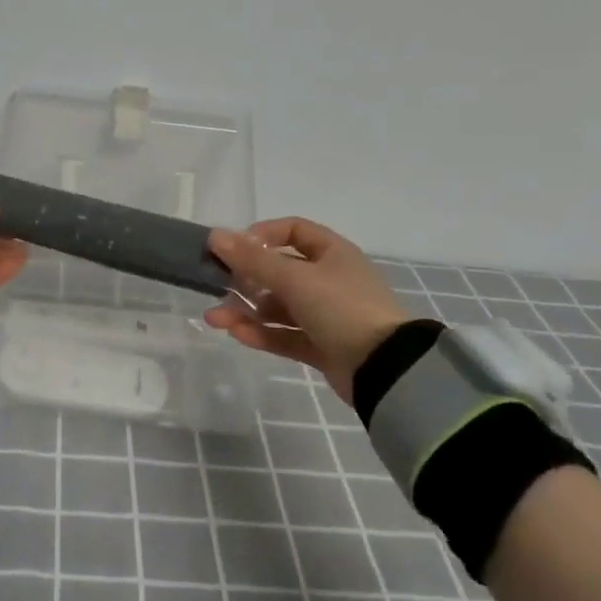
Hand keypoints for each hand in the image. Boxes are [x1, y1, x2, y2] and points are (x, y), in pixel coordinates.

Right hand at [203, 217, 409, 402]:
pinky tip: (236, 334)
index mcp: (331, 253)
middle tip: (217, 287)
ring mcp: (326, 315)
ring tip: (215, 318)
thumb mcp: (294, 279)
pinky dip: (262, 334)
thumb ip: (252, 260)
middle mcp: (329, 280)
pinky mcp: (322, 347)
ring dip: (247, 311)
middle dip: (245, 280)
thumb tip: (215, 235)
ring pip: (279, 307)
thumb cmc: (341, 308)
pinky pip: (286, 335)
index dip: (262, 235)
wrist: (386, 370)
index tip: (235, 247)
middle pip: (279, 272)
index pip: (293, 231)